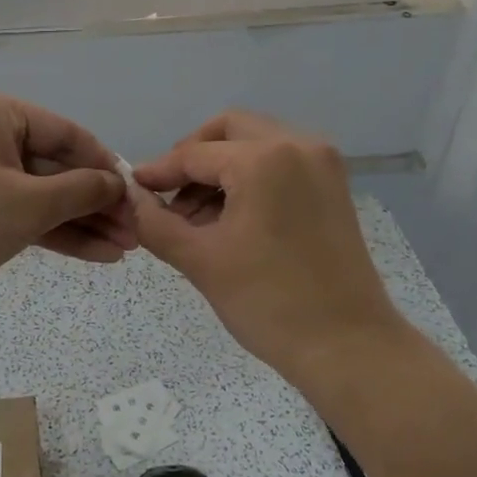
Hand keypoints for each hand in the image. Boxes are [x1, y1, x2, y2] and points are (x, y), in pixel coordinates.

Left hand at [0, 92, 134, 311]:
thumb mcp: (30, 202)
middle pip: (58, 169)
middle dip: (97, 203)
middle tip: (135, 231)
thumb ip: (81, 191)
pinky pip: (26, 216)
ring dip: (84, 222)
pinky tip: (98, 254)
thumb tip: (118, 185)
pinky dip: (58, 234)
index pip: (67, 134)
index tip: (136, 193)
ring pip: (44, 197)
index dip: (105, 165)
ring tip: (126, 249)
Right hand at [129, 110, 404, 388]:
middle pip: (229, 130)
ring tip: (197, 218)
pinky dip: (250, 178)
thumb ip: (154, 222)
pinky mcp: (333, 186)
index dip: (159, 171)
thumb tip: (129, 199)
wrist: (348, 346)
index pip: (195, 153)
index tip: (133, 189)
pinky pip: (280, 162)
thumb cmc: (268, 302)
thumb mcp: (200, 260)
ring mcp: (322, 164)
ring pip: (256, 143)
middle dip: (193, 158)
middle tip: (169, 195)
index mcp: (264, 158)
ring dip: (221, 168)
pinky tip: (231, 218)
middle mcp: (298, 145)